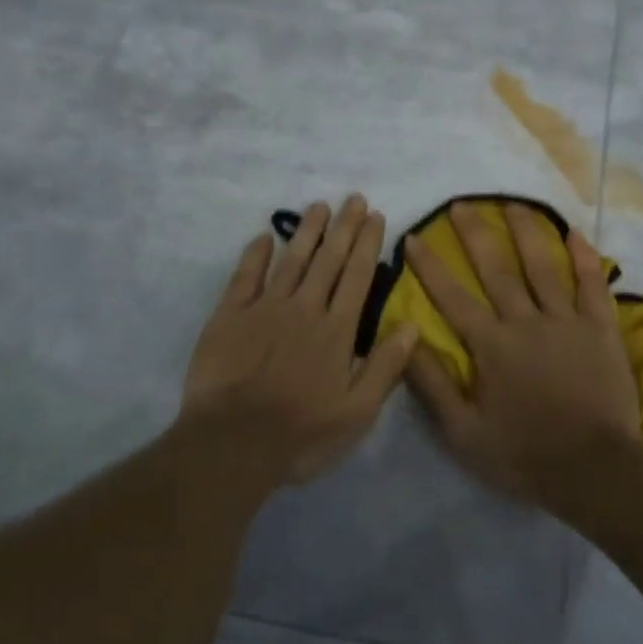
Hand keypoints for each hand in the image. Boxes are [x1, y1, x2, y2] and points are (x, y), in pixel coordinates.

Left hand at [180, 195, 418, 484]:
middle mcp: (304, 309)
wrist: (231, 445)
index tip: (375, 215)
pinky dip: (256, 254)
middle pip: (328, 259)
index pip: (357, 276)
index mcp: (336, 330)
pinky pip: (245, 276)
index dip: (367, 244)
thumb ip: (385, 367)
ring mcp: (265, 309)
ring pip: (292, 260)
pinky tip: (265, 236)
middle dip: (343, 226)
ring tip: (319, 205)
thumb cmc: (300, 435)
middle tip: (353, 198)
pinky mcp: (230, 316)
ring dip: (307, 231)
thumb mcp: (357, 413)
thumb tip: (412, 324)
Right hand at [403, 202, 642, 503]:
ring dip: (525, 232)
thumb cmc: (525, 454)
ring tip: (512, 203)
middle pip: (496, 269)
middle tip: (461, 203)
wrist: (595, 471)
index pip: (452, 296)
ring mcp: (566, 321)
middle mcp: (525, 321)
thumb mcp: (464, 433)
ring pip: (542, 266)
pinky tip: (575, 233)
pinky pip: (591, 285)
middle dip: (475, 233)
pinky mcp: (600, 329)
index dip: (430, 266)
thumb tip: (405, 340)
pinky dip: (583, 258)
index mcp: (491, 345)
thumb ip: (433, 385)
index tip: (413, 237)